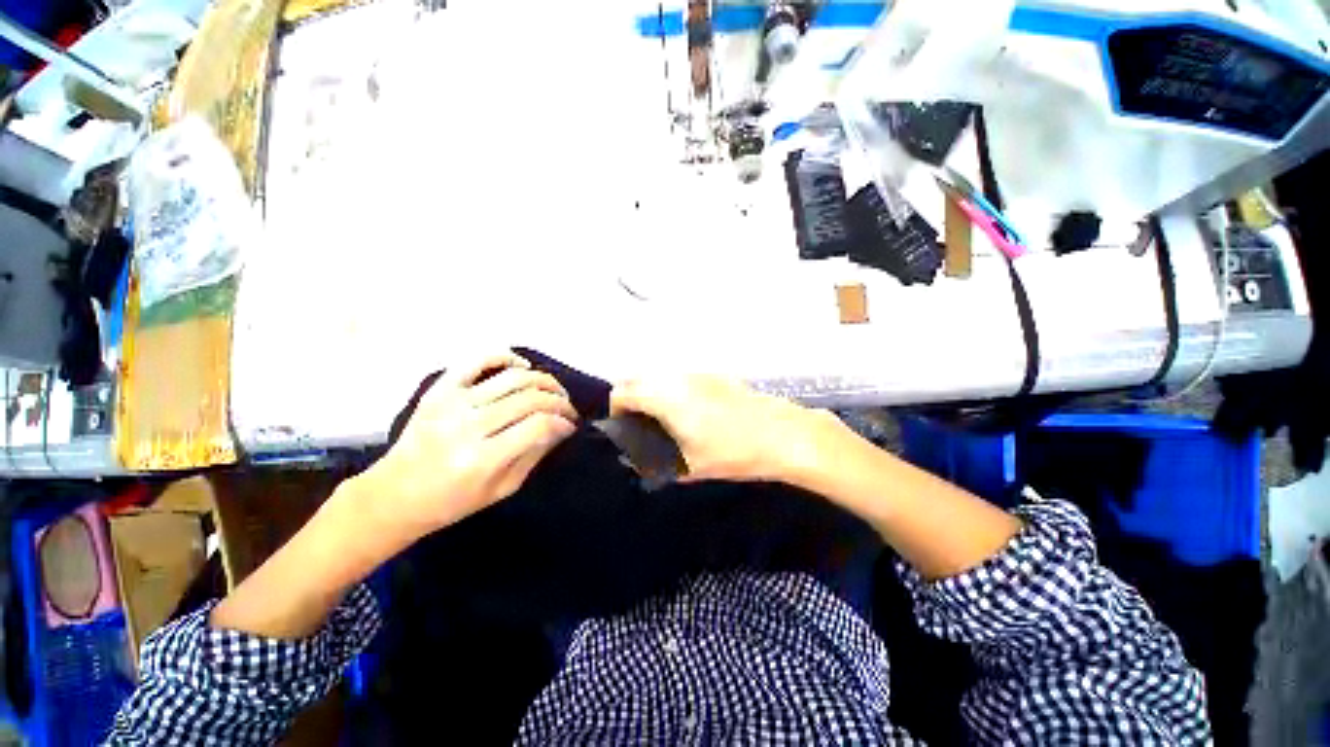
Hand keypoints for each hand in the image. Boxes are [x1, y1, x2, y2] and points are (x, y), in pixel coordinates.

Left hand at [355, 351, 577, 544]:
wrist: (393, 495)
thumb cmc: (451, 502)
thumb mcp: (502, 489)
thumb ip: (535, 454)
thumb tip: (562, 427)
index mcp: (482, 459)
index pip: (539, 425)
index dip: (563, 422)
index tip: (571, 425)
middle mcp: (467, 425)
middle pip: (530, 398)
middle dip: (559, 400)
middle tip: (568, 408)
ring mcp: (451, 402)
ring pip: (512, 377)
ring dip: (543, 380)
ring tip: (553, 390)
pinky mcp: (439, 389)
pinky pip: (477, 360)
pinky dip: (505, 356)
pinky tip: (522, 366)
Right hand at [610, 376, 841, 482]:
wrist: (781, 433)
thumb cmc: (732, 452)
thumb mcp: (689, 466)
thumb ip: (655, 463)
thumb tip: (636, 460)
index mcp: (665, 397)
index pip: (623, 391)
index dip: (616, 409)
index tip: (624, 429)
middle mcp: (677, 378)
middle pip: (638, 377)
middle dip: (631, 397)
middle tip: (640, 425)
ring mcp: (697, 373)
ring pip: (659, 375)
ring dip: (651, 391)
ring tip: (663, 419)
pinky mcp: (714, 375)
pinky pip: (680, 377)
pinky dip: (671, 389)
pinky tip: (689, 412)